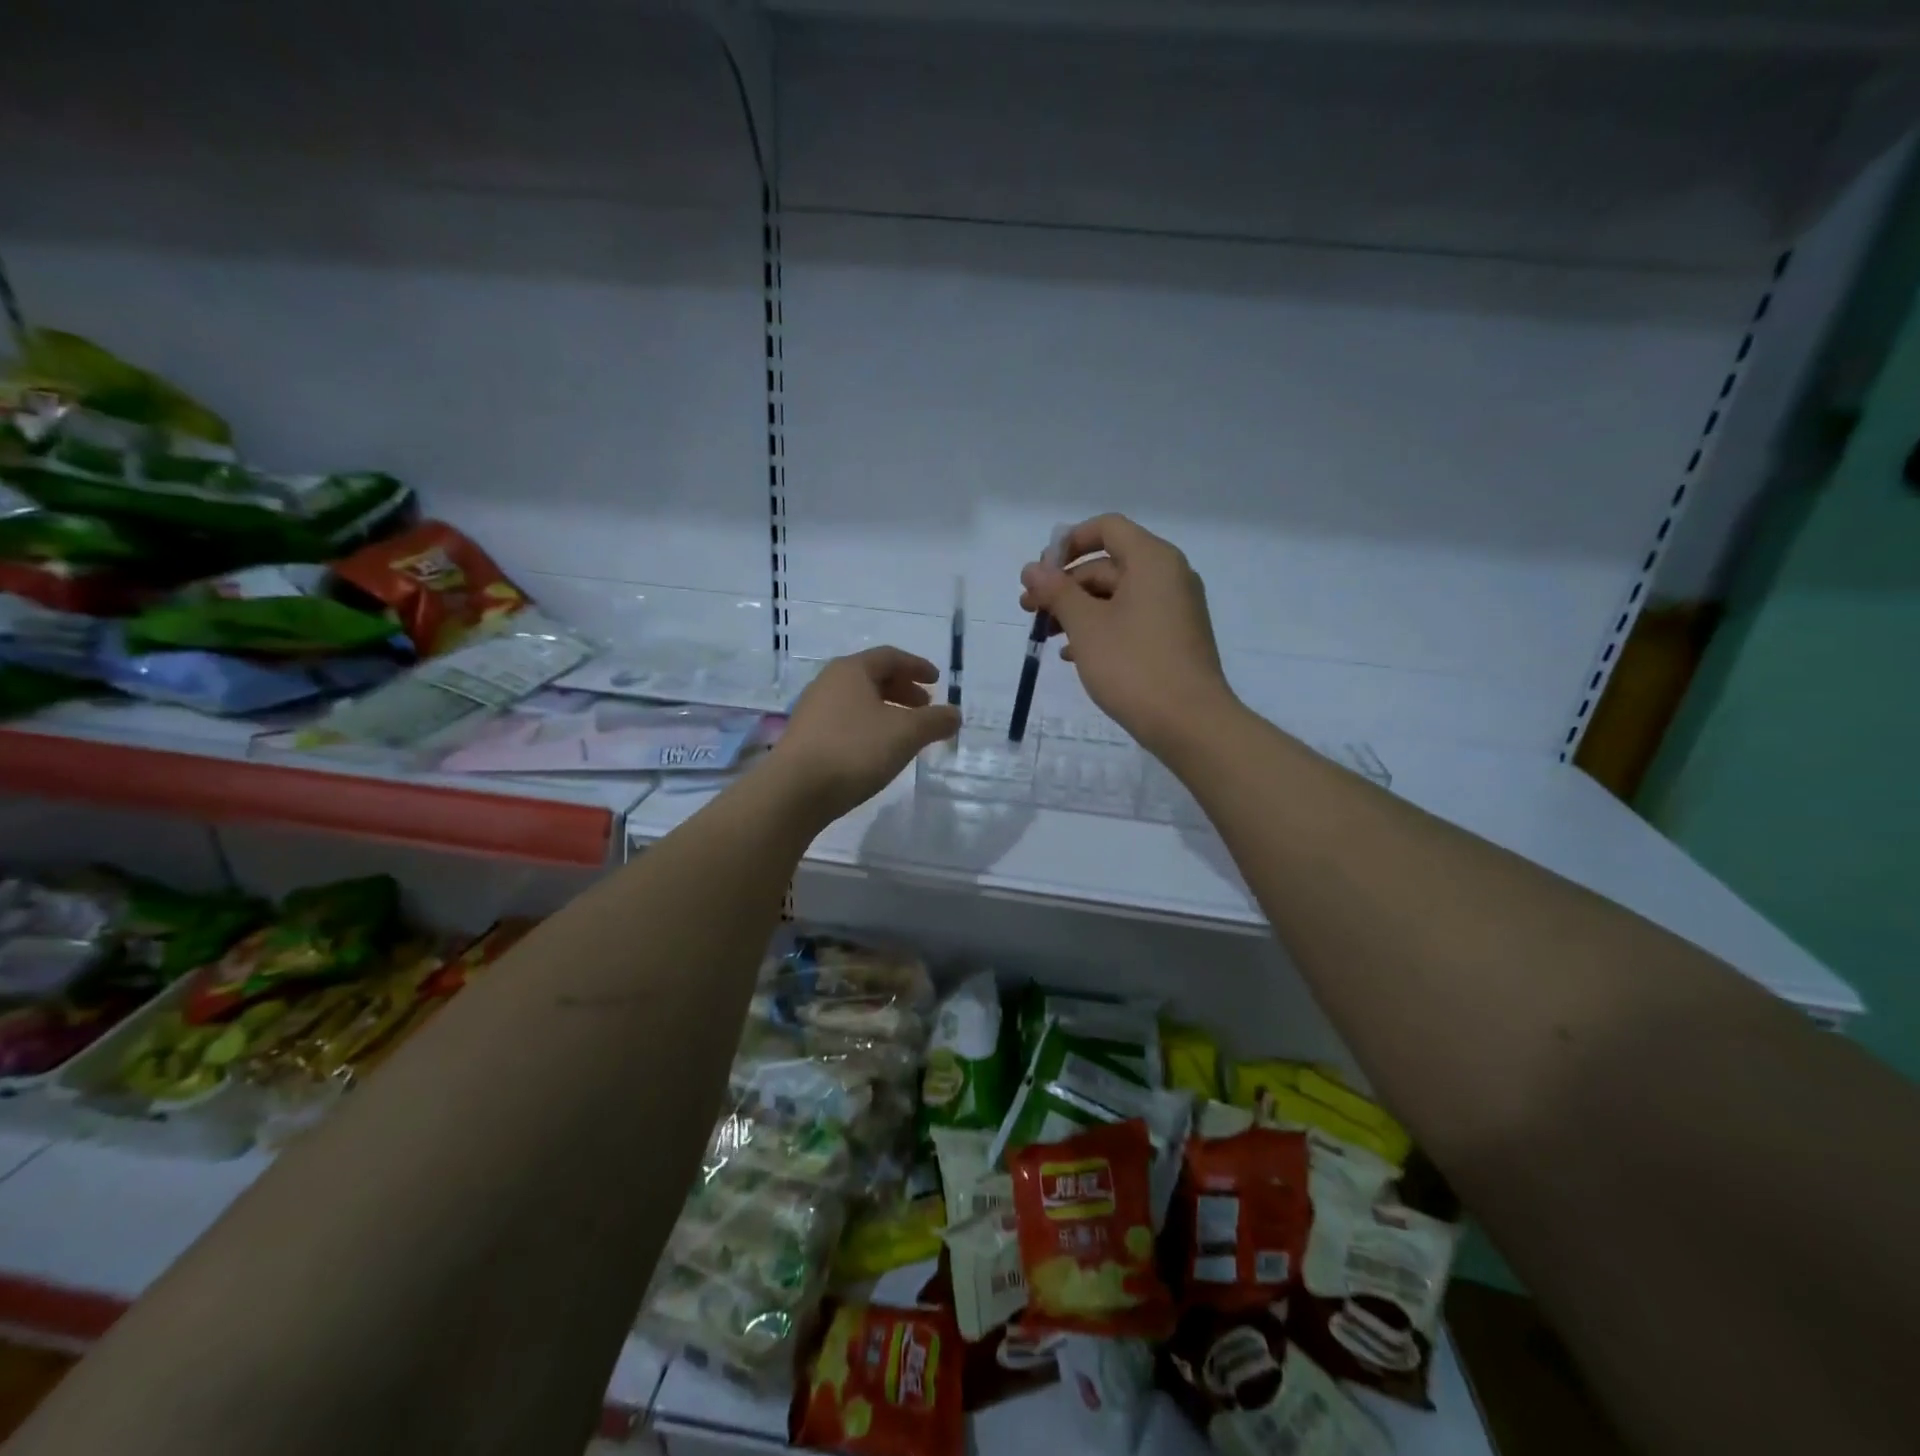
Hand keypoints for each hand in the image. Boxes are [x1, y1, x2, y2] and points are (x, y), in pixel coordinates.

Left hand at [771, 646, 960, 820]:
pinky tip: (879, 751)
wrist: (795, 791)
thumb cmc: (855, 750)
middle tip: (925, 708)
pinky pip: (845, 722)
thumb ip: (935, 721)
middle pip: (872, 677)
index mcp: (851, 670)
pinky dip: (869, 727)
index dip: (917, 666)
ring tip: (906, 732)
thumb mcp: (906, 734)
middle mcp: (828, 683)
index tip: (936, 680)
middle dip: (903, 690)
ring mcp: (813, 711)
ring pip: (858, 701)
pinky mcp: (806, 738)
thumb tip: (954, 714)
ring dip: (886, 710)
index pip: (890, 657)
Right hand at [1019, 514, 1237, 756]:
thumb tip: (1033, 568)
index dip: (1067, 544)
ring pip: (1117, 595)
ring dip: (1078, 610)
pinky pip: (1132, 619)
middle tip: (1030, 610)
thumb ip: (1057, 592)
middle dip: (1066, 585)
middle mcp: (1169, 575)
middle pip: (1108, 564)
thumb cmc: (1133, 666)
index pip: (1106, 528)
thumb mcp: (1086, 626)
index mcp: (1152, 560)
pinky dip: (1101, 628)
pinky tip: (1074, 654)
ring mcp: (1175, 608)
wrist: (1190, 723)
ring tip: (1047, 636)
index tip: (1040, 573)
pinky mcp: (1174, 638)